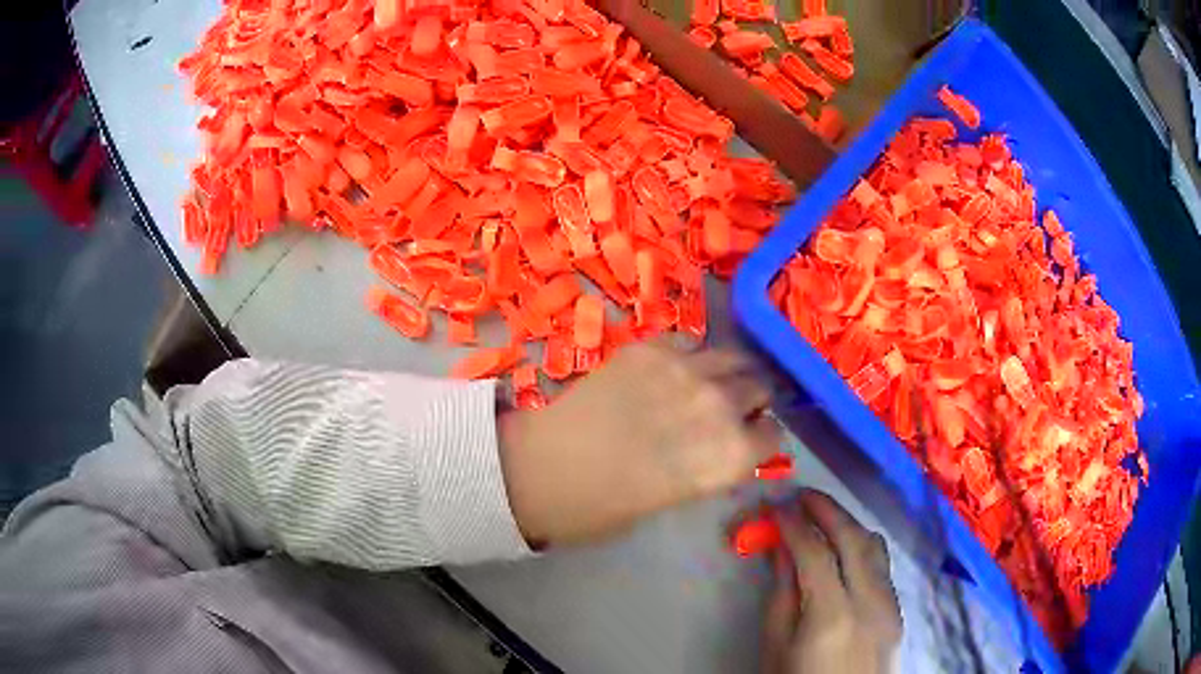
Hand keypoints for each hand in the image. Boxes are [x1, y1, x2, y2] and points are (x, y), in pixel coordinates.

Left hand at [498, 338, 782, 546]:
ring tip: (707, 384)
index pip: (773, 435)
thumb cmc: (603, 507)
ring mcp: (686, 369)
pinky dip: (689, 357)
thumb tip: (718, 448)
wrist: (542, 469)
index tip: (750, 439)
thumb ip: (707, 468)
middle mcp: (721, 406)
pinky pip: (689, 343)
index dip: (761, 438)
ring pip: (732, 357)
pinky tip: (671, 371)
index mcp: (731, 456)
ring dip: (728, 372)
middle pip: (760, 387)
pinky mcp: (651, 348)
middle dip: (750, 400)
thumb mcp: (671, 499)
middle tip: (730, 410)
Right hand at [762, 490, 901, 673]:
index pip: (815, 554)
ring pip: (875, 548)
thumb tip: (782, 550)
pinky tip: (845, 550)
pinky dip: (863, 547)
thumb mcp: (776, 646)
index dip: (795, 525)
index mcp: (832, 615)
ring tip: (823, 516)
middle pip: (854, 540)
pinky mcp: (897, 612)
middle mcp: (869, 602)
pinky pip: (882, 567)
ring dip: (849, 524)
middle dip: (828, 510)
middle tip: (802, 495)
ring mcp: (890, 605)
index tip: (777, 506)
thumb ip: (782, 595)